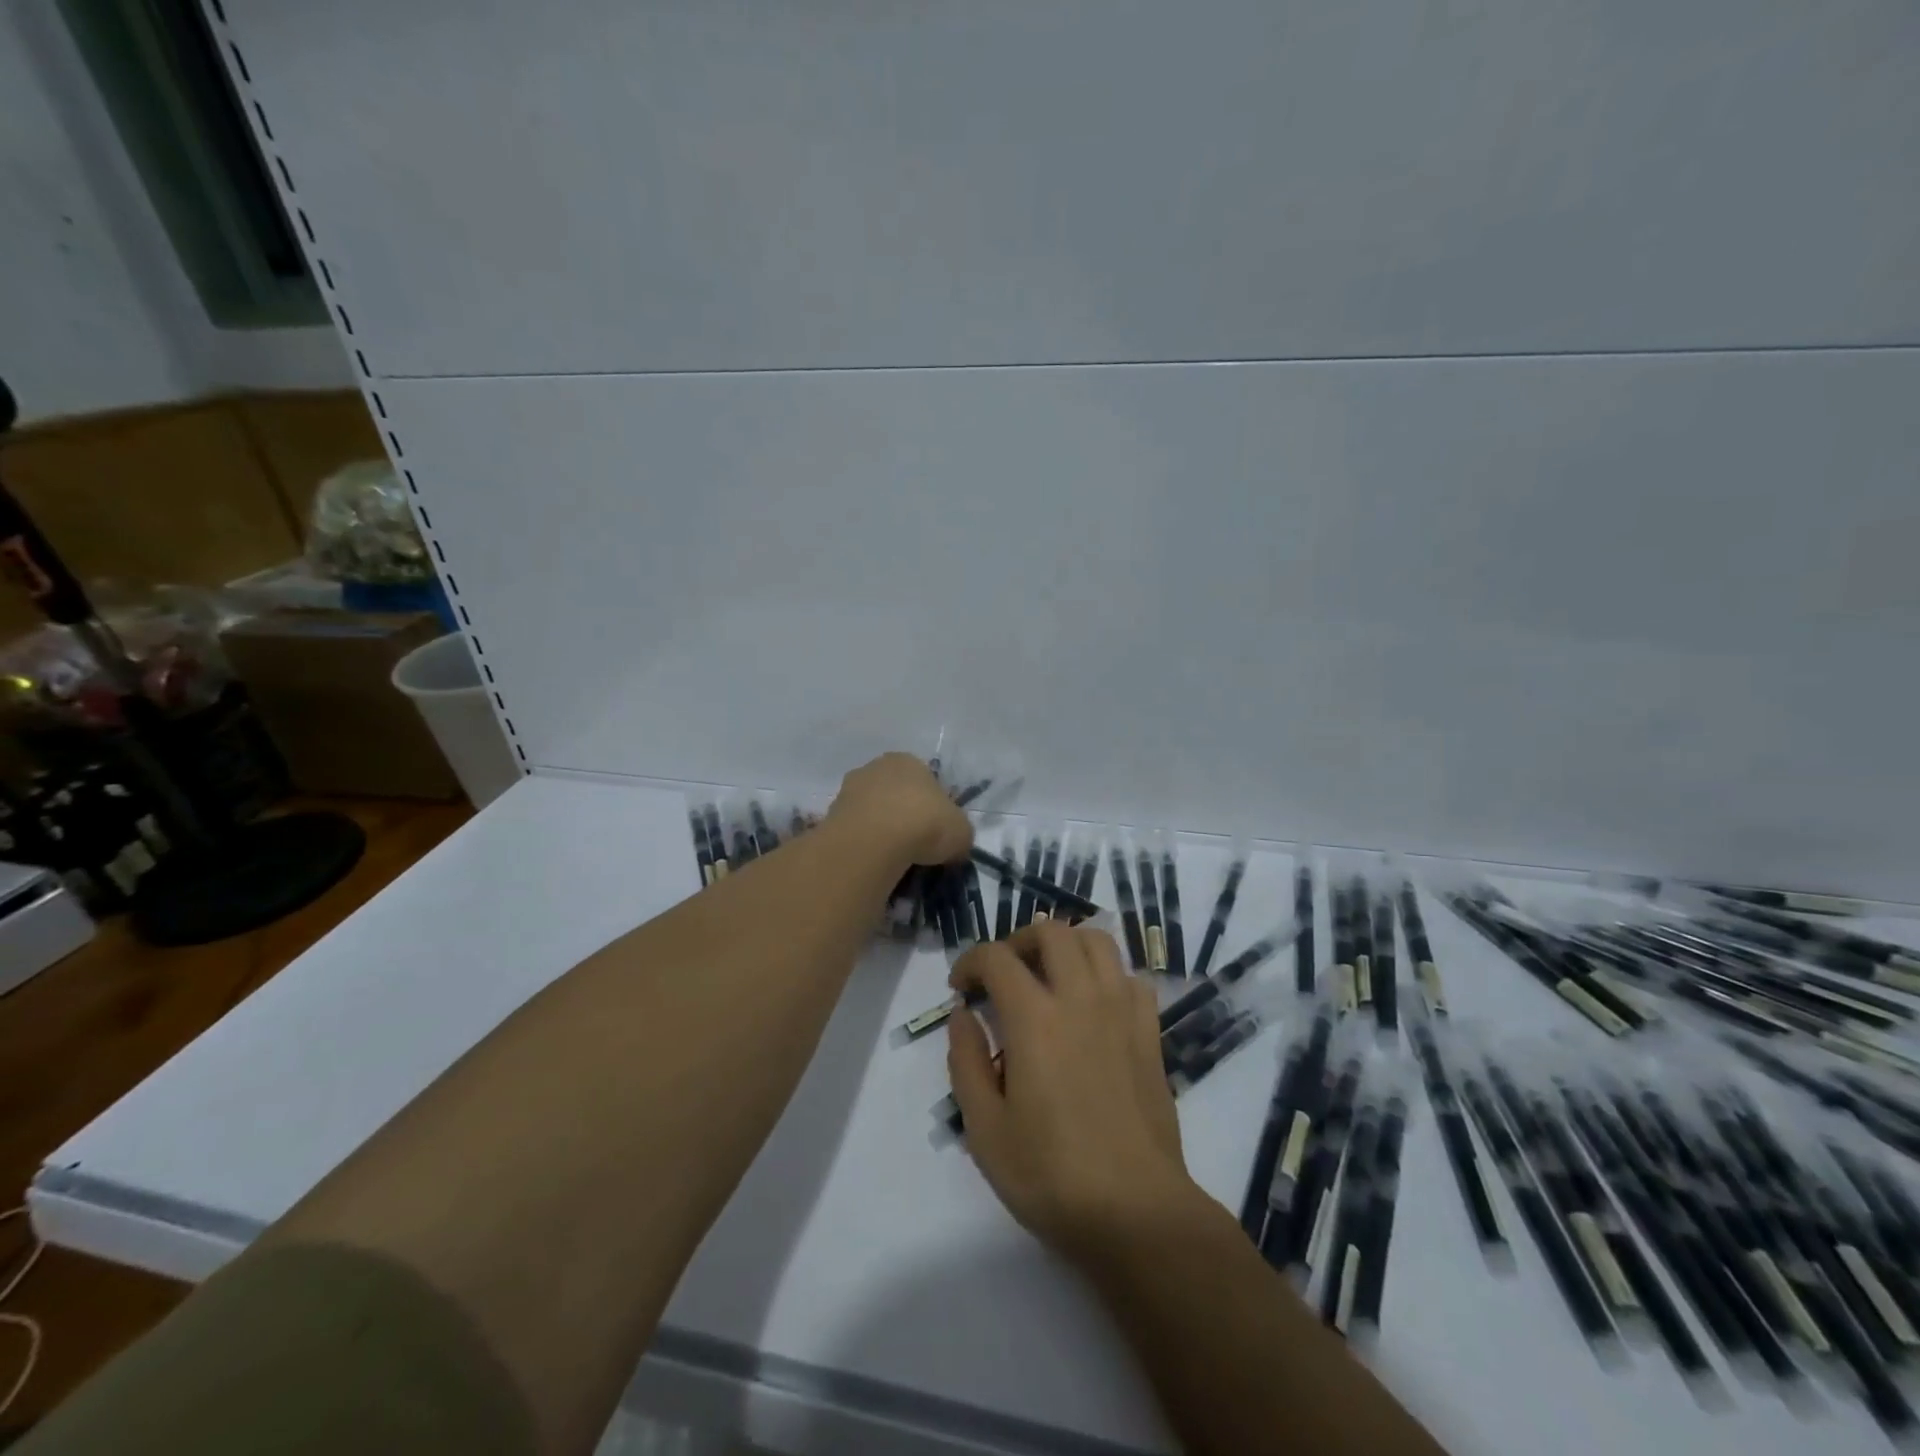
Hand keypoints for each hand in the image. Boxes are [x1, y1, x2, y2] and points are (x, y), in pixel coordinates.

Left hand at [826, 752, 972, 866]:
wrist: (874, 840)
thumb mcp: (961, 831)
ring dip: (881, 830)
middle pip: (895, 793)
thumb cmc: (925, 823)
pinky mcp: (831, 815)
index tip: (937, 834)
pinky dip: (864, 844)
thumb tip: (954, 845)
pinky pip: (855, 831)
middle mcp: (876, 767)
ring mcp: (849, 789)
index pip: (926, 781)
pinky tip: (873, 861)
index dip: (934, 809)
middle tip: (916, 847)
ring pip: (872, 811)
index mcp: (909, 760)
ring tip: (894, 860)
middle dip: (904, 817)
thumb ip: (959, 833)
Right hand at [947, 922, 1200, 1265]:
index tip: (960, 988)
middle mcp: (1080, 998)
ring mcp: (1121, 1010)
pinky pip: (1130, 977)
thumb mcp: (984, 1128)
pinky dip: (1106, 975)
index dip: (970, 962)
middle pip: (1051, 932)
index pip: (996, 958)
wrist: (1136, 1211)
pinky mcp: (1150, 1032)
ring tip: (1048, 976)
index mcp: (1034, 1018)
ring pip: (1097, 941)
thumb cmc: (1050, 1175)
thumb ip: (965, 1061)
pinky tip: (1093, 1005)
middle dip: (1018, 941)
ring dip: (1066, 945)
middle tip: (1003, 974)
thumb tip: (962, 1014)